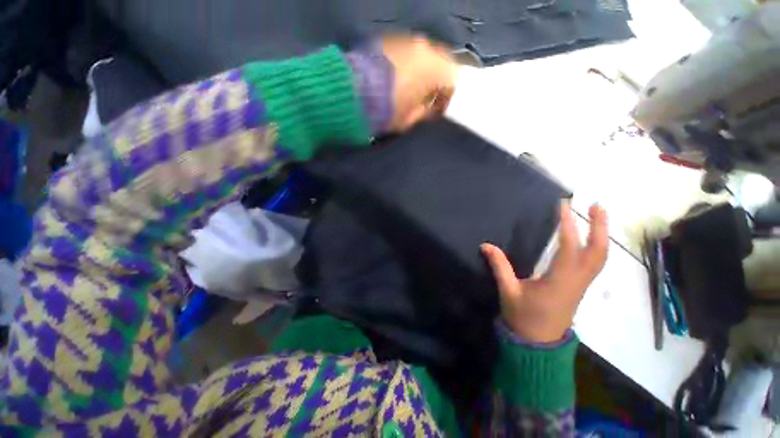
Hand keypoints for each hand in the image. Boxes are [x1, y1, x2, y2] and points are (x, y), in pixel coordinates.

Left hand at [380, 35, 457, 131]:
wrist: (353, 93)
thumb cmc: (389, 110)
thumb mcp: (411, 118)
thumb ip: (427, 111)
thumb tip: (433, 109)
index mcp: (435, 69)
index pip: (453, 78)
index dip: (448, 95)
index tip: (441, 108)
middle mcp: (424, 48)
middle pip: (440, 62)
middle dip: (437, 80)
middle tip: (428, 97)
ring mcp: (406, 41)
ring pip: (423, 54)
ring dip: (423, 69)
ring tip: (413, 87)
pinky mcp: (389, 39)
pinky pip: (407, 50)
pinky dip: (408, 63)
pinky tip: (399, 76)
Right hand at [481, 203, 608, 342]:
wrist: (538, 343)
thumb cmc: (523, 317)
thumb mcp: (508, 291)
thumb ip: (499, 266)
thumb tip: (485, 245)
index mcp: (559, 281)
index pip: (568, 248)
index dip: (567, 225)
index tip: (563, 206)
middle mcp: (576, 281)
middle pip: (597, 252)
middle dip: (599, 228)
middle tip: (597, 206)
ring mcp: (581, 285)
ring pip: (599, 258)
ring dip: (601, 236)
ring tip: (597, 216)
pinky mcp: (579, 288)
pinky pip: (594, 264)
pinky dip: (596, 247)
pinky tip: (589, 239)